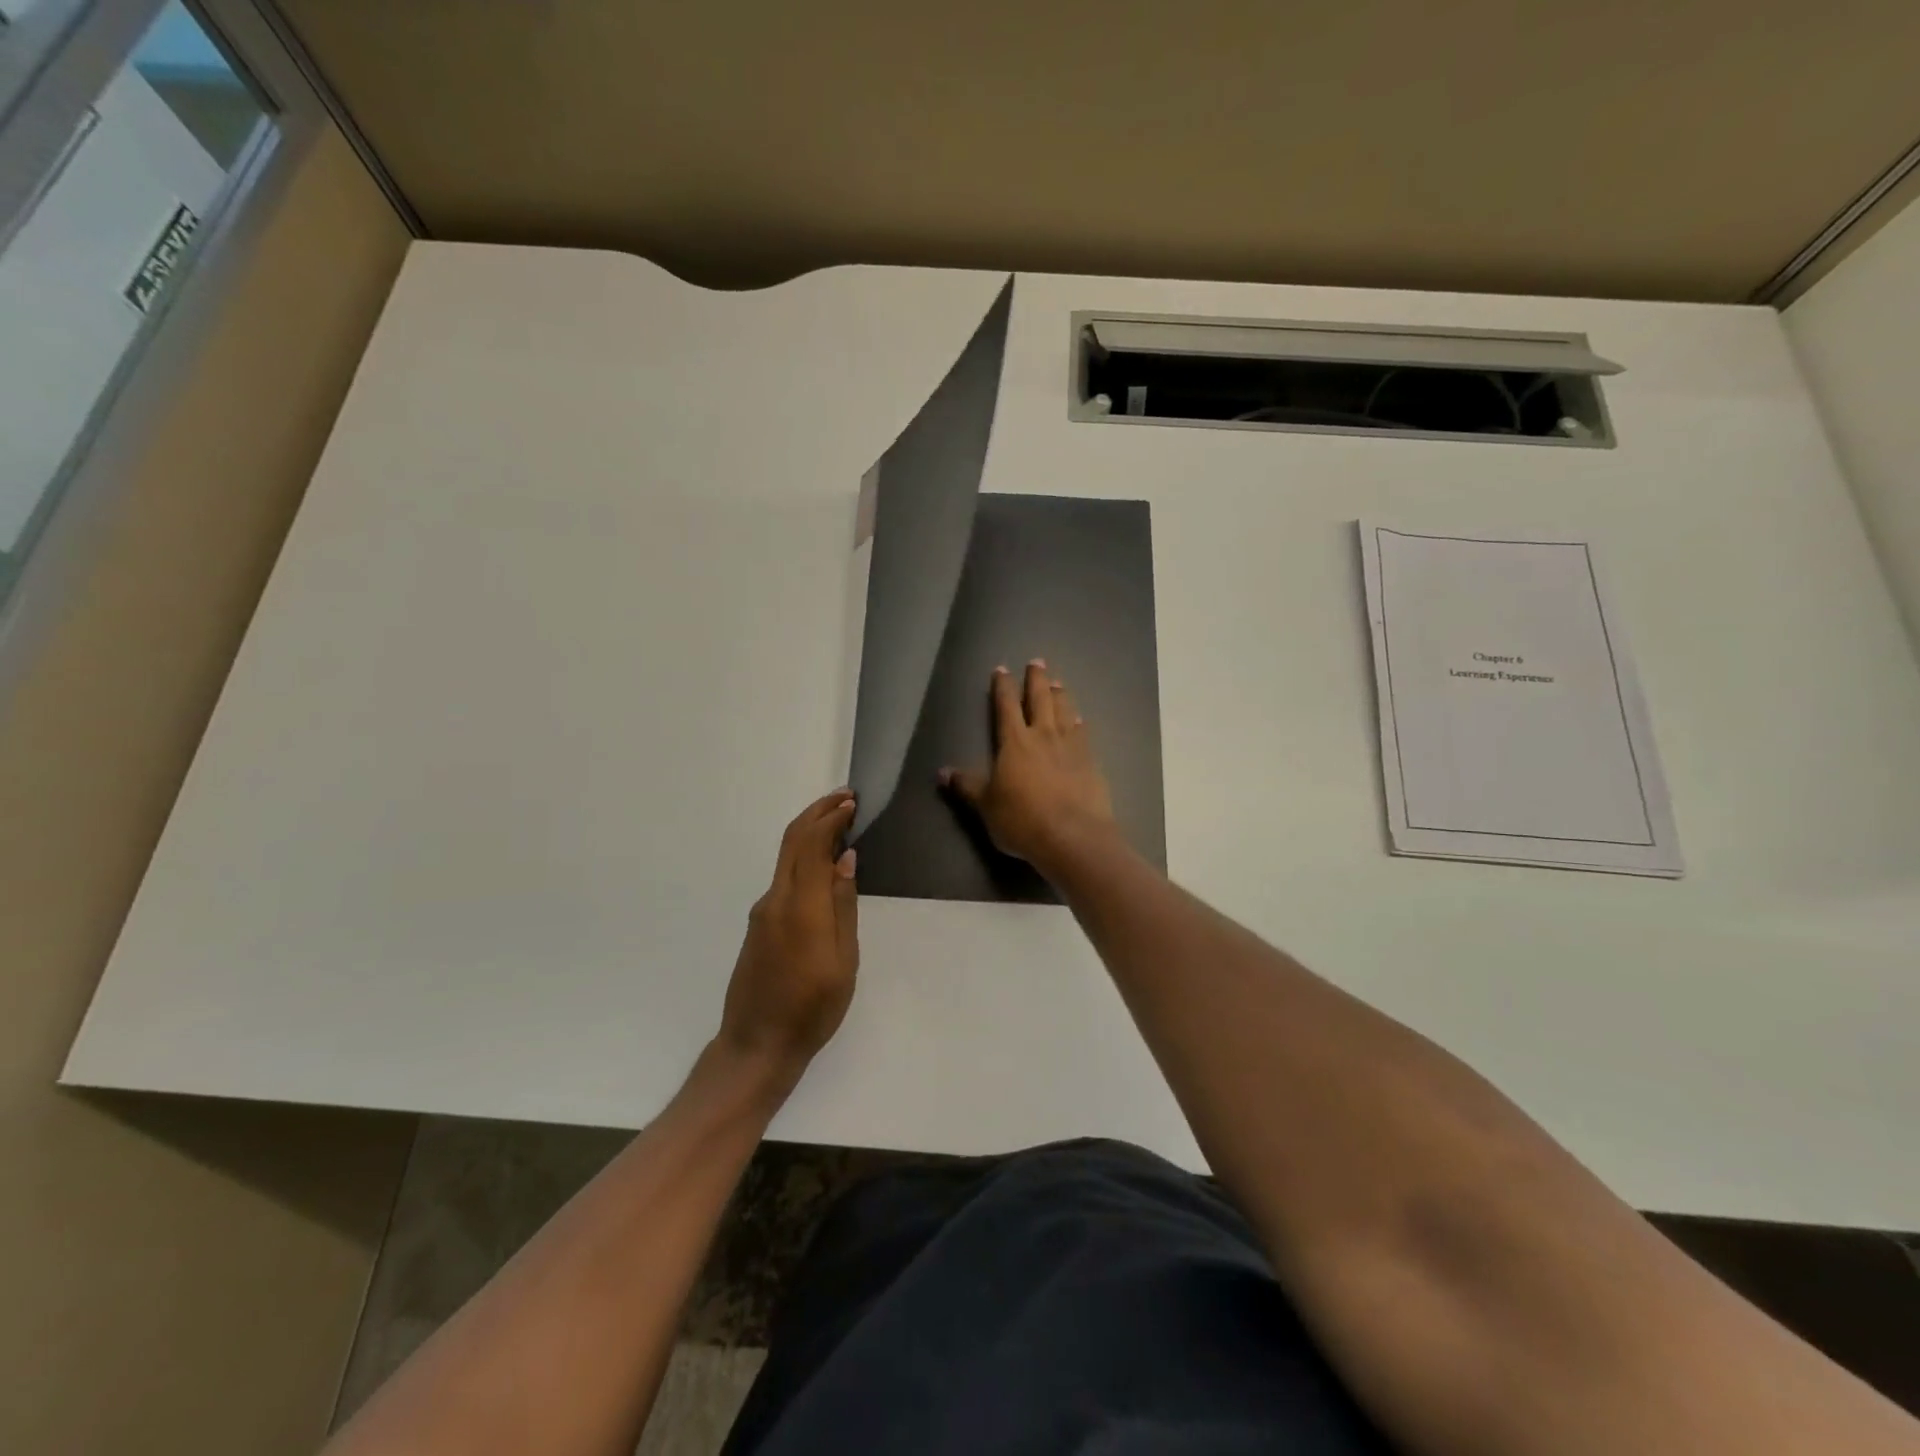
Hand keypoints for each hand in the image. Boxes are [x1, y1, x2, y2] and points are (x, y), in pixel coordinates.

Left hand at [718, 789, 858, 1077]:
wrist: (757, 1046)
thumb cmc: (811, 1008)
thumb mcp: (843, 960)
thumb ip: (843, 905)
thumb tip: (845, 858)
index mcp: (800, 906)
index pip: (812, 843)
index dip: (831, 818)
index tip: (853, 802)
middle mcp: (776, 899)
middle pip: (792, 841)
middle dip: (817, 812)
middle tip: (845, 798)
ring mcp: (763, 912)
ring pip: (786, 857)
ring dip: (809, 832)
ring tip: (839, 823)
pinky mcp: (759, 925)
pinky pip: (784, 877)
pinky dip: (803, 856)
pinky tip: (822, 864)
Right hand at [940, 661, 1120, 876]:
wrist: (1073, 837)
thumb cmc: (1022, 820)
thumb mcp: (986, 806)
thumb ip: (967, 786)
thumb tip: (943, 772)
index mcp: (1014, 742)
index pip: (1006, 706)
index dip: (1003, 687)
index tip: (1001, 670)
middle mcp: (1043, 736)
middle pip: (1040, 699)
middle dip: (1036, 679)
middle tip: (1037, 661)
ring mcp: (1071, 747)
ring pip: (1064, 711)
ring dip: (1060, 695)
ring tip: (1058, 682)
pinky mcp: (1091, 762)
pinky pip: (1083, 734)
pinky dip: (1079, 723)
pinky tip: (1079, 720)